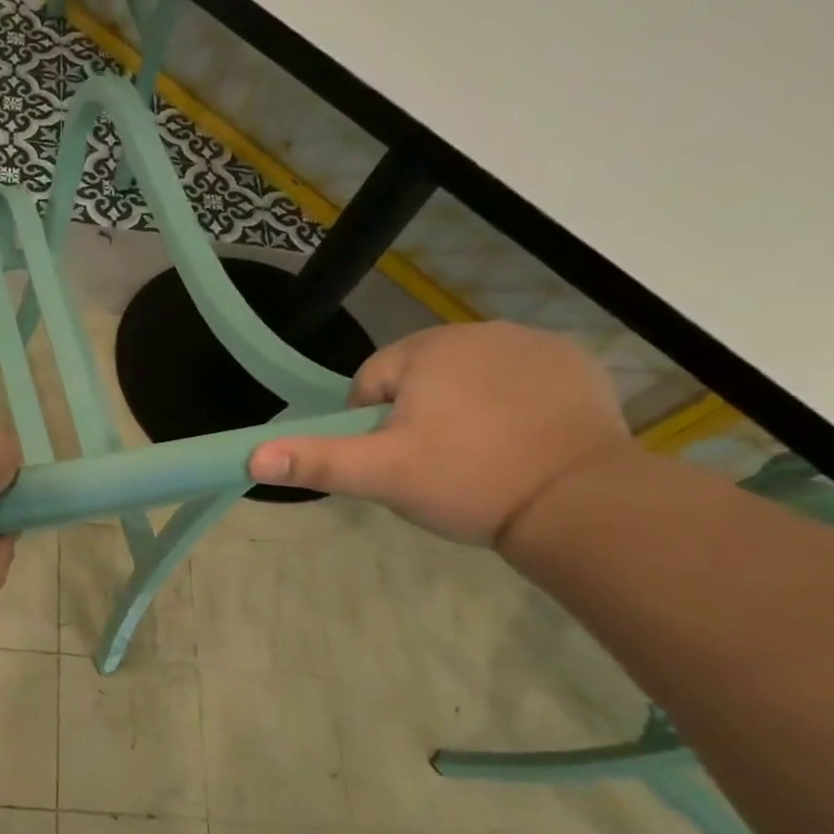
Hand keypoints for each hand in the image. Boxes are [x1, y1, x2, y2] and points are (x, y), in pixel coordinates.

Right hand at [248, 322, 632, 545]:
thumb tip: (251, 455)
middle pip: (419, 376)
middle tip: (434, 466)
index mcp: (428, 349)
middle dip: (416, 416)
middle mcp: (480, 331)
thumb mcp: (382, 476)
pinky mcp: (575, 365)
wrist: (582, 502)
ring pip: (468, 378)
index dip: (372, 425)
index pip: (372, 380)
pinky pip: (517, 380)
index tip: (395, 462)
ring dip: (461, 410)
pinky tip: (519, 444)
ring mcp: (534, 344)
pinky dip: (509, 406)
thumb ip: (317, 460)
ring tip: (478, 459)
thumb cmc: (468, 481)